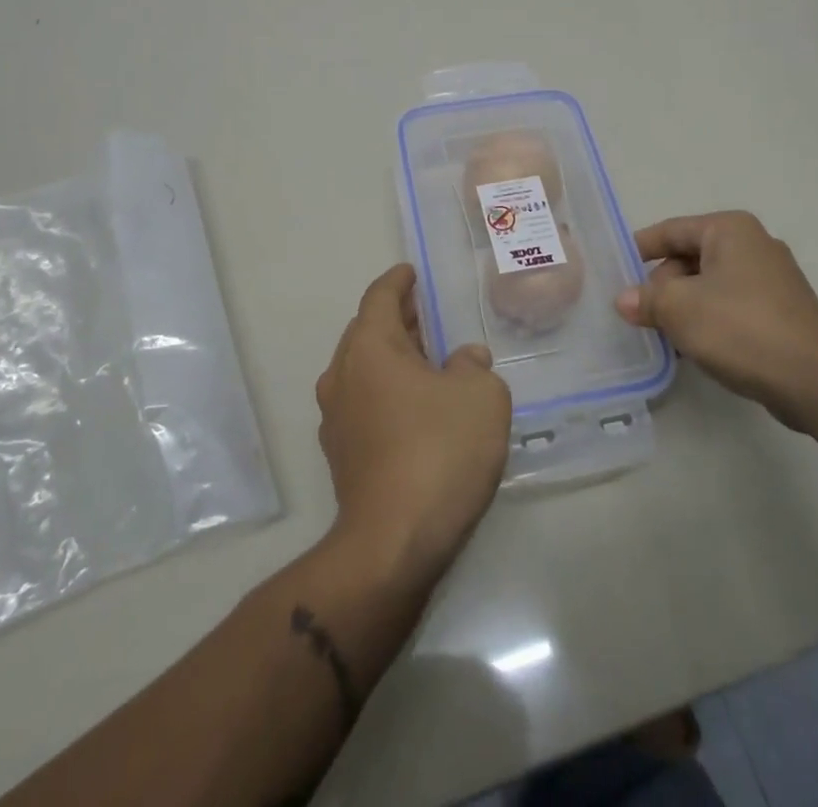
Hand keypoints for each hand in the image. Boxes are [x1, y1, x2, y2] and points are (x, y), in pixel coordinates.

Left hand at [316, 264, 511, 580]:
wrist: (392, 544)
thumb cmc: (438, 451)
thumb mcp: (481, 397)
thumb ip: (474, 367)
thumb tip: (463, 361)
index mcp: (369, 348)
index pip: (379, 297)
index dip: (397, 281)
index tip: (411, 273)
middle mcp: (342, 375)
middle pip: (366, 331)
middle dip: (396, 318)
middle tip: (426, 313)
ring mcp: (336, 419)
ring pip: (363, 369)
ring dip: (392, 357)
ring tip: (428, 359)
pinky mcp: (341, 456)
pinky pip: (364, 403)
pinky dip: (387, 391)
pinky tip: (417, 407)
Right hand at [616, 211, 817, 431]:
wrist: (817, 381)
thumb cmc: (742, 328)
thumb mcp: (680, 309)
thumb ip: (647, 299)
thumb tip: (625, 300)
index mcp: (729, 230)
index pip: (670, 230)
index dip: (639, 249)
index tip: (613, 269)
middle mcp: (753, 245)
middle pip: (690, 258)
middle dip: (662, 286)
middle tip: (639, 315)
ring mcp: (772, 279)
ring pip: (710, 286)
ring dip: (684, 308)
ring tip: (662, 336)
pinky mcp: (782, 312)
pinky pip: (731, 308)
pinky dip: (710, 322)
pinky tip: (695, 350)